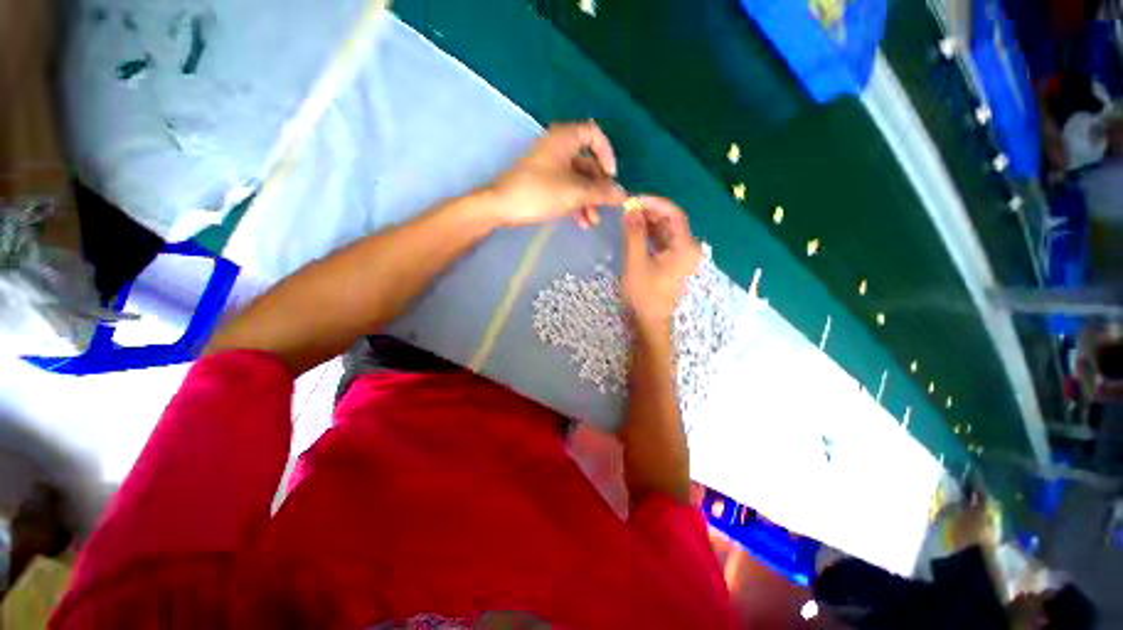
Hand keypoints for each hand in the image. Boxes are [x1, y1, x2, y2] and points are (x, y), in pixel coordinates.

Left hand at [489, 121, 625, 227]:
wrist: (502, 207)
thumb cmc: (539, 193)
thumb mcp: (574, 193)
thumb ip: (601, 193)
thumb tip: (624, 194)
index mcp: (564, 139)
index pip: (594, 134)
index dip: (607, 154)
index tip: (612, 176)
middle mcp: (558, 148)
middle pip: (588, 163)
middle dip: (599, 187)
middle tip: (606, 205)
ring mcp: (550, 166)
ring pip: (578, 180)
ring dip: (588, 200)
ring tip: (593, 221)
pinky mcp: (544, 182)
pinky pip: (567, 188)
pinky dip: (576, 203)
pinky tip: (582, 222)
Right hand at [622, 196, 702, 332]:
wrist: (650, 320)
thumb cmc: (645, 293)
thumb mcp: (636, 262)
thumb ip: (635, 234)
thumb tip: (630, 209)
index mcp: (685, 247)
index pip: (674, 214)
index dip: (655, 203)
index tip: (635, 199)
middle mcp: (688, 248)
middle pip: (671, 221)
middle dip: (650, 212)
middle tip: (629, 207)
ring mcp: (682, 255)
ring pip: (667, 230)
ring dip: (649, 222)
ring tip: (629, 216)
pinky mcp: (674, 261)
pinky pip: (664, 240)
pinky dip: (651, 233)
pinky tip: (636, 229)